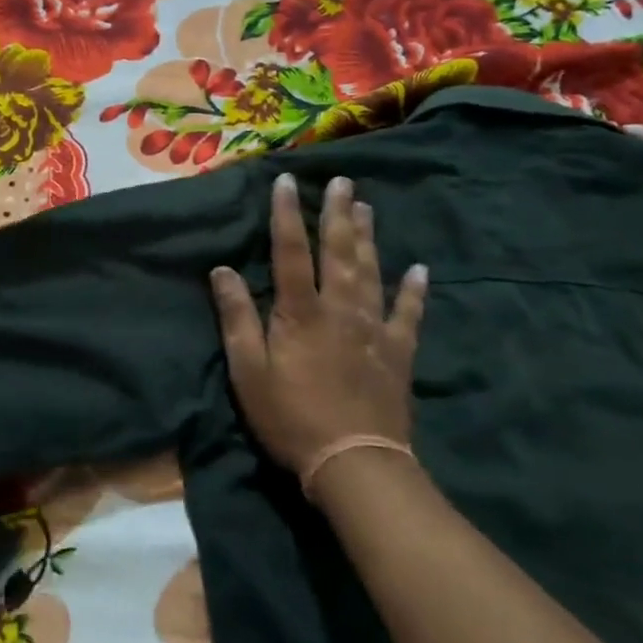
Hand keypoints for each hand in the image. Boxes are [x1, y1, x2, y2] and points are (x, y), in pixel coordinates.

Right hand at [210, 172, 425, 479]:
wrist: (353, 462)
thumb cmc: (290, 417)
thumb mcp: (248, 372)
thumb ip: (237, 318)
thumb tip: (222, 270)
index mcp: (301, 313)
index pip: (290, 252)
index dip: (286, 215)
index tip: (286, 181)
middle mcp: (340, 310)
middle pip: (339, 252)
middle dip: (337, 214)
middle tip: (341, 180)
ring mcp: (374, 330)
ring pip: (372, 272)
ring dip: (368, 238)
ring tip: (367, 207)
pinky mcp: (398, 353)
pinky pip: (408, 314)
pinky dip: (415, 291)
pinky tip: (420, 270)